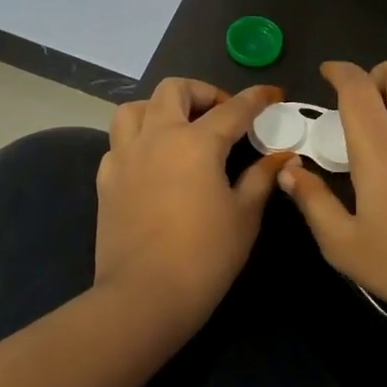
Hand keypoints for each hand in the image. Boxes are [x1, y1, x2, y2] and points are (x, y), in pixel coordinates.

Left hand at [94, 80, 291, 335]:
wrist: (144, 296)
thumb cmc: (205, 256)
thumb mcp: (244, 216)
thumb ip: (261, 177)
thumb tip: (279, 155)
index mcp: (196, 142)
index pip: (233, 108)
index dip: (257, 98)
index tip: (272, 94)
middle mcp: (157, 137)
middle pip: (174, 90)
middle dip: (202, 92)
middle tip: (221, 114)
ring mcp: (125, 156)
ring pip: (135, 108)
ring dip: (160, 108)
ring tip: (179, 128)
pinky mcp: (106, 180)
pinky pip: (118, 143)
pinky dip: (138, 140)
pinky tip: (152, 162)